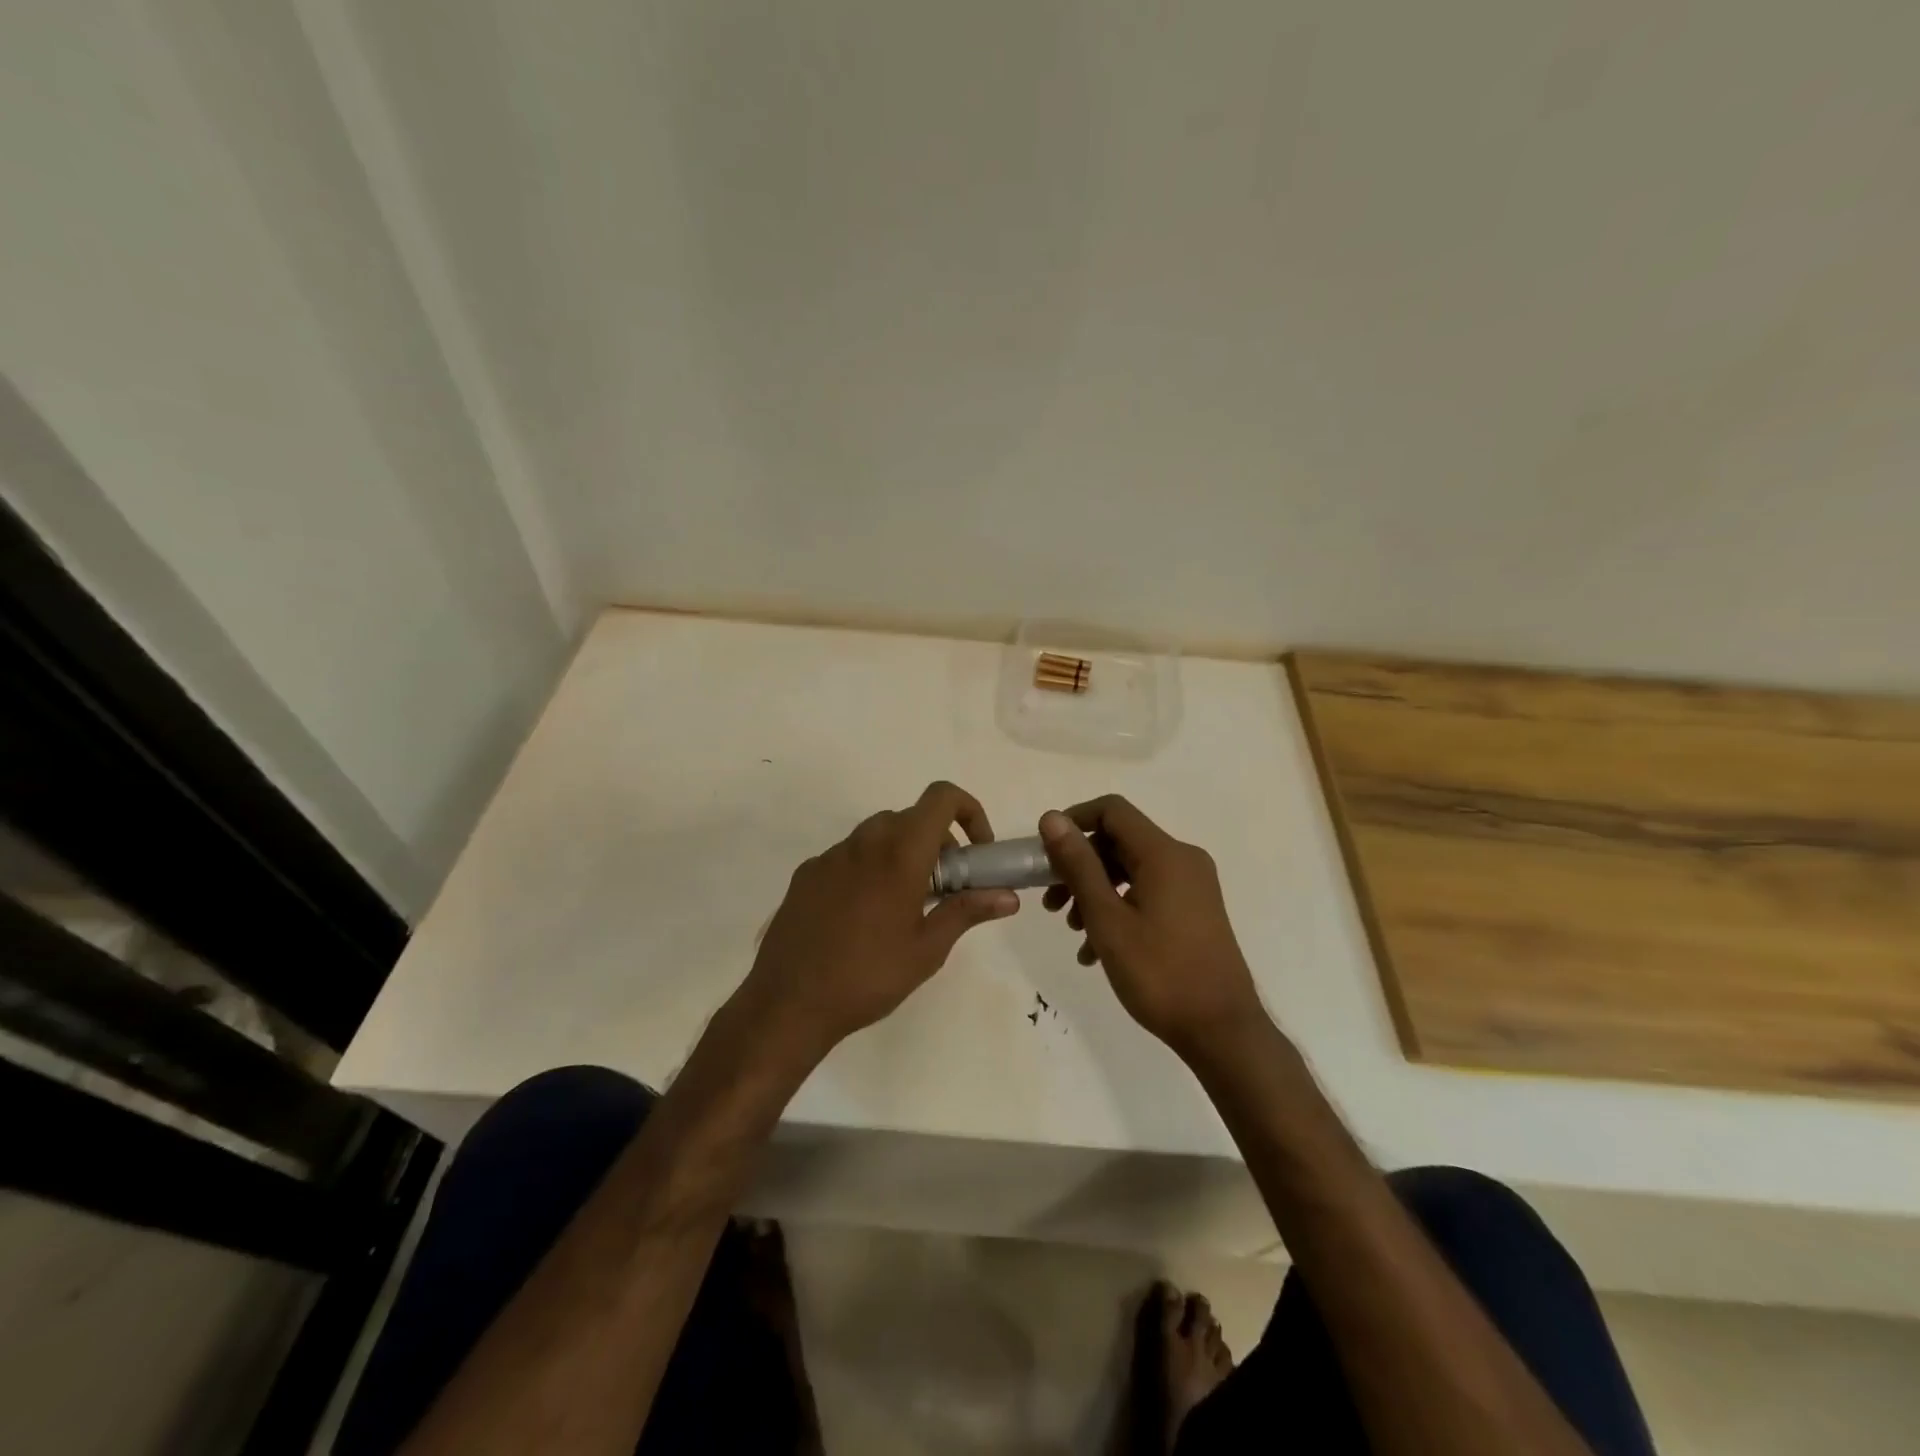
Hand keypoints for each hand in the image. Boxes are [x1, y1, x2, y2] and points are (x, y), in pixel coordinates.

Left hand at [741, 781, 1018, 1061]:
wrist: (788, 1003)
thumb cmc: (869, 976)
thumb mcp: (928, 949)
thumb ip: (968, 911)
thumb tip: (1008, 896)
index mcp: (900, 852)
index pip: (941, 797)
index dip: (969, 810)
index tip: (977, 849)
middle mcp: (864, 841)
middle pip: (911, 818)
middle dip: (938, 842)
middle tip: (945, 887)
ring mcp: (830, 856)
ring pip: (878, 835)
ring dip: (902, 853)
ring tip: (905, 905)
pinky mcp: (806, 873)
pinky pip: (848, 856)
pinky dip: (869, 868)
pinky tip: (863, 916)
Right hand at [1038, 797, 1265, 1058]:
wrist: (1222, 1031)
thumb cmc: (1159, 973)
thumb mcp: (1107, 919)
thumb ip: (1078, 865)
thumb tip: (1051, 819)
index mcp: (1164, 854)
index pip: (1112, 811)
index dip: (1074, 821)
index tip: (1045, 853)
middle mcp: (1183, 859)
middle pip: (1119, 841)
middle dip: (1079, 866)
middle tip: (1051, 901)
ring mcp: (1192, 886)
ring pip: (1131, 870)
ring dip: (1095, 891)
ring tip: (1071, 929)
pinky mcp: (1195, 910)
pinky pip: (1148, 892)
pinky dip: (1118, 908)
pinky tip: (1095, 949)